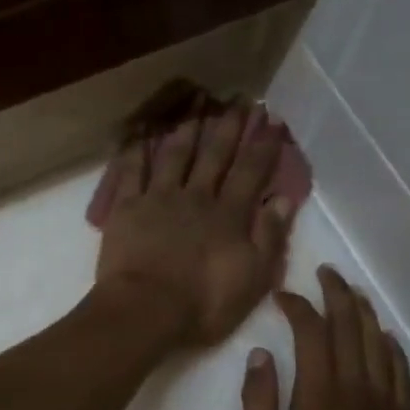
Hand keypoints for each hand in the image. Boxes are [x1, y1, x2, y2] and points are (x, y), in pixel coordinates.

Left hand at [95, 90, 293, 345]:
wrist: (146, 310)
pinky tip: (141, 133)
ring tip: (196, 106)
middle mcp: (196, 197)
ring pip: (175, 156)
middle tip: (238, 99)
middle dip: (229, 127)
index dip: (263, 146)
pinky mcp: (126, 209)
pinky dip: (136, 150)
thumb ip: (269, 237)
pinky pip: (131, 172)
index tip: (271, 121)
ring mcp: (159, 199)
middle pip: (215, 155)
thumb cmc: (203, 304)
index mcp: (229, 215)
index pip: (251, 172)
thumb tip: (284, 199)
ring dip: (188, 130)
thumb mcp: (253, 278)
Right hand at [239, 267, 409, 409]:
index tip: (282, 296)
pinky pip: (402, 376)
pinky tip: (384, 338)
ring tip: (352, 293)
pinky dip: (392, 350)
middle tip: (325, 273)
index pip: (314, 336)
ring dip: (365, 315)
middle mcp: (358, 396)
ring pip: (379, 347)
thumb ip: (259, 407)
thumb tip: (260, 356)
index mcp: (320, 402)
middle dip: (338, 296)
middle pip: (352, 331)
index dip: (299, 308)